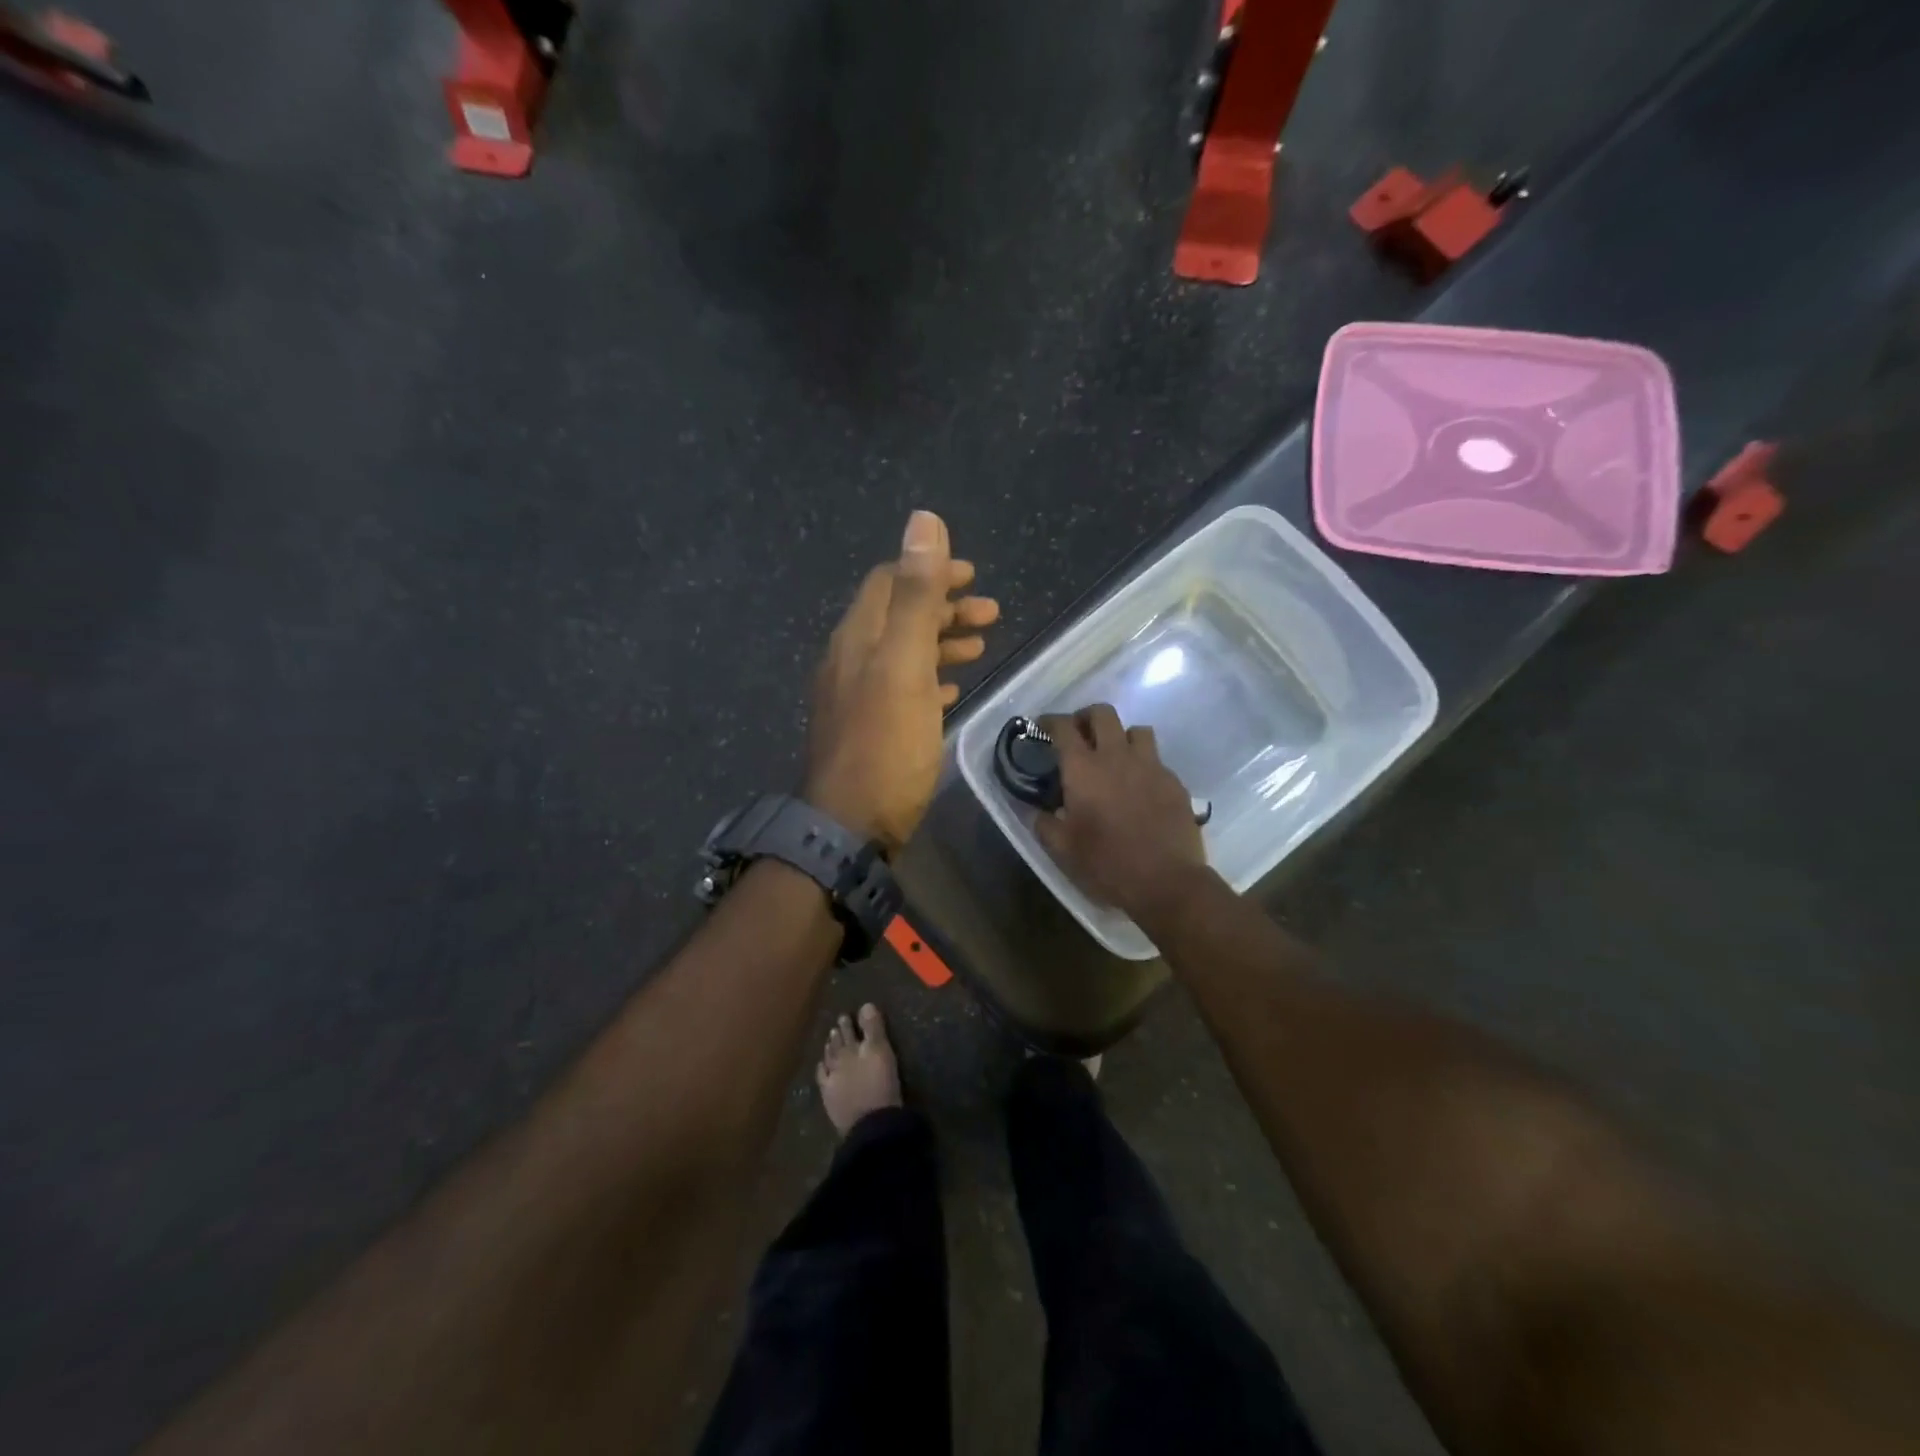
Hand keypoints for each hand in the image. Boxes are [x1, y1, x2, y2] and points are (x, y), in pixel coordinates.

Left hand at [805, 511, 998, 852]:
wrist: (850, 826)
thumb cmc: (885, 744)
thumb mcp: (905, 664)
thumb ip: (917, 595)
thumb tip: (923, 519)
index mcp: (858, 637)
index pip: (889, 582)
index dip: (931, 571)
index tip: (974, 577)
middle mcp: (850, 660)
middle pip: (898, 616)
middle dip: (944, 607)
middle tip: (991, 614)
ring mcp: (856, 697)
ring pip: (902, 653)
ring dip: (941, 642)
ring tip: (980, 646)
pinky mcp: (868, 730)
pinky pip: (901, 690)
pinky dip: (929, 679)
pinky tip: (951, 691)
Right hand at [1034, 704, 1211, 923]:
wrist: (1167, 882)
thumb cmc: (1107, 864)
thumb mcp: (1063, 850)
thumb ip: (1046, 824)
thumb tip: (1042, 812)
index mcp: (1084, 769)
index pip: (1064, 727)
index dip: (1050, 721)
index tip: (1043, 726)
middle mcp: (1117, 757)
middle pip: (1103, 713)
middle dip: (1087, 717)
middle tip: (1079, 734)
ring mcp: (1151, 766)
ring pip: (1136, 730)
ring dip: (1121, 736)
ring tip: (1114, 756)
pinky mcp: (1174, 782)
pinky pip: (1156, 760)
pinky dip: (1143, 765)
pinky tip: (1139, 787)